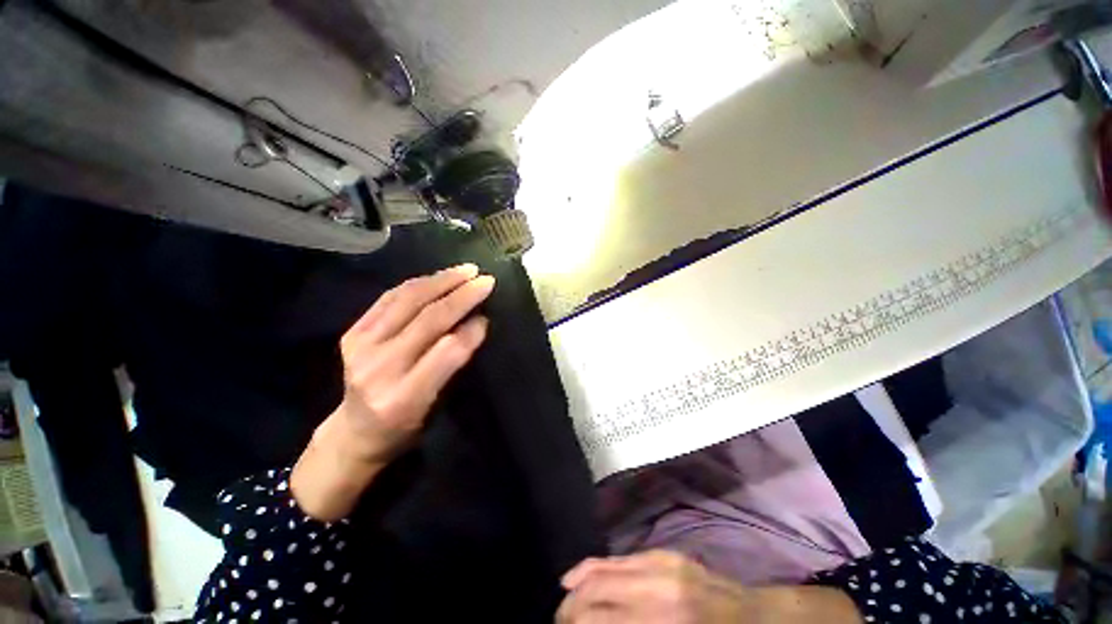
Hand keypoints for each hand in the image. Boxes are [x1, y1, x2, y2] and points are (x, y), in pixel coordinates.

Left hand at [291, 264, 494, 519]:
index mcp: (405, 397)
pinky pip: (389, 298)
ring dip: (441, 281)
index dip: (471, 330)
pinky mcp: (352, 332)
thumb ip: (454, 365)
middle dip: (462, 296)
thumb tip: (477, 323)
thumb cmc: (405, 426)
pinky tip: (437, 277)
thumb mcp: (437, 407)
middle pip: (428, 320)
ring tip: (466, 270)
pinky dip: (417, 284)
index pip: (446, 353)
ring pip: (408, 301)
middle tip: (486, 280)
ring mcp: (360, 347)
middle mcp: (380, 369)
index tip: (488, 313)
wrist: (354, 432)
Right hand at [557, 551, 751, 623]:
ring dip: (578, 584)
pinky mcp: (663, 553)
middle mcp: (653, 586)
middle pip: (594, 589)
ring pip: (602, 566)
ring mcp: (658, 563)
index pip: (597, 616)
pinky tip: (582, 576)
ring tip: (565, 599)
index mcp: (658, 619)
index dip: (572, 623)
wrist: (752, 617)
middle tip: (558, 620)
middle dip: (569, 606)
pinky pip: (618, 557)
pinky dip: (595, 567)